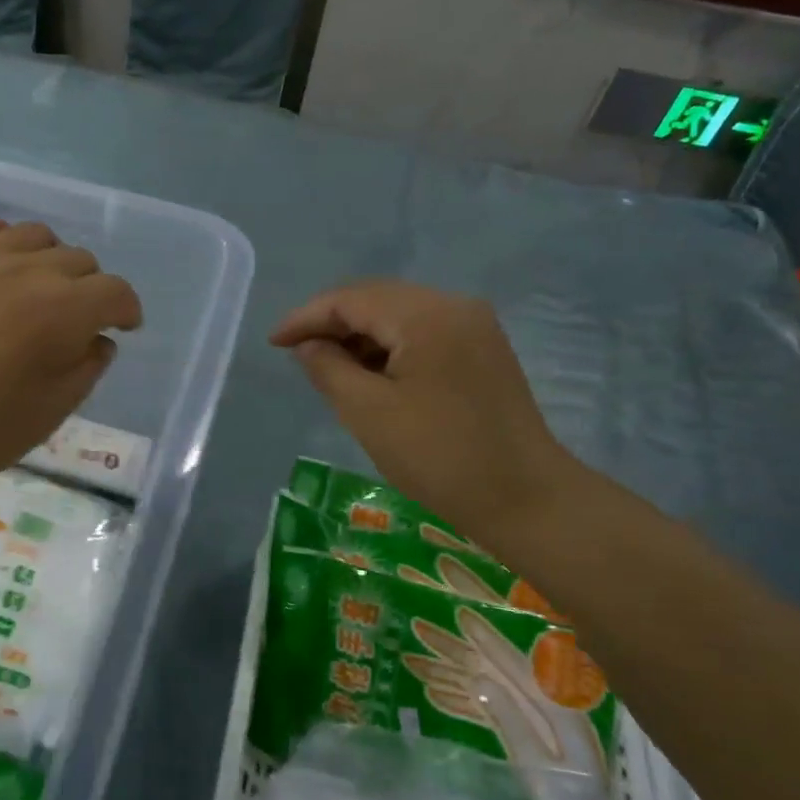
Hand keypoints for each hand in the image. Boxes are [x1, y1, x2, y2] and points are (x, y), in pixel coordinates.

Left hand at [0, 219, 141, 508]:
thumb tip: (98, 339)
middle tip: (77, 320)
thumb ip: (88, 366)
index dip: (127, 309)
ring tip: (38, 289)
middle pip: (79, 260)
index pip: (115, 291)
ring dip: (51, 261)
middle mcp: (26, 270)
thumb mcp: (53, 410)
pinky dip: (5, 245)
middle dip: (91, 289)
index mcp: (62, 310)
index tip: (123, 327)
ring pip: (36, 236)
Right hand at [270, 280, 591, 547]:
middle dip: (332, 323)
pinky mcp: (483, 350)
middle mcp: (454, 305)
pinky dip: (390, 347)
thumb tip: (309, 345)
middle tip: (297, 354)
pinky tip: (371, 373)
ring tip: (329, 367)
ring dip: (361, 335)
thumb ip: (328, 368)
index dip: (307, 317)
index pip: (352, 299)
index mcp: (427, 315)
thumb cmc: (440, 458)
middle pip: (377, 299)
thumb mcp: (369, 413)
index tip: (273, 343)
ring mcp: (474, 326)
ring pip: (400, 314)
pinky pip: (423, 332)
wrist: (527, 500)